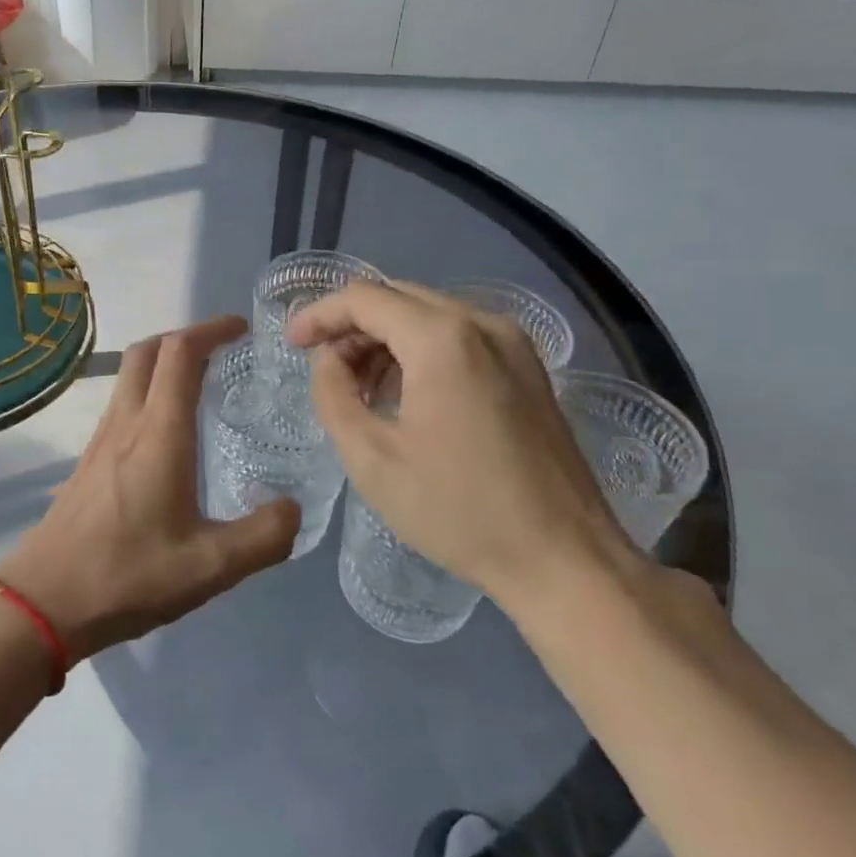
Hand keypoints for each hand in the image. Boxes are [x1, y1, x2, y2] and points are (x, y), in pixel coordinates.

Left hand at [0, 315, 297, 662]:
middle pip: (148, 351)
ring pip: (130, 375)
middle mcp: (126, 423)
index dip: (211, 329)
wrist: (44, 600)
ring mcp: (101, 439)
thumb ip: (263, 537)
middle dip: (186, 336)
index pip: (181, 353)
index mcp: (159, 434)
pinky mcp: (88, 460)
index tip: (241, 329)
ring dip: (164, 363)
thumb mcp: (211, 567)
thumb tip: (292, 508)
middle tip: (222, 349)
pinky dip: (149, 392)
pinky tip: (168, 433)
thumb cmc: (128, 576)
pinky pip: (121, 404)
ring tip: (202, 385)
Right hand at [288, 281, 640, 615]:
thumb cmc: (458, 511)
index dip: (320, 315)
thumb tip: (327, 360)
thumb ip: (334, 396)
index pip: (364, 298)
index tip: (292, 344)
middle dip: (352, 325)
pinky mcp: (529, 367)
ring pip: (429, 314)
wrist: (563, 558)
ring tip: (360, 388)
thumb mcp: (372, 460)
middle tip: (323, 368)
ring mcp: (513, 343)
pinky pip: (460, 335)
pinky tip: (405, 393)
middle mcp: (482, 324)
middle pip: (398, 298)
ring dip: (385, 338)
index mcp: (442, 340)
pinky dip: (420, 349)